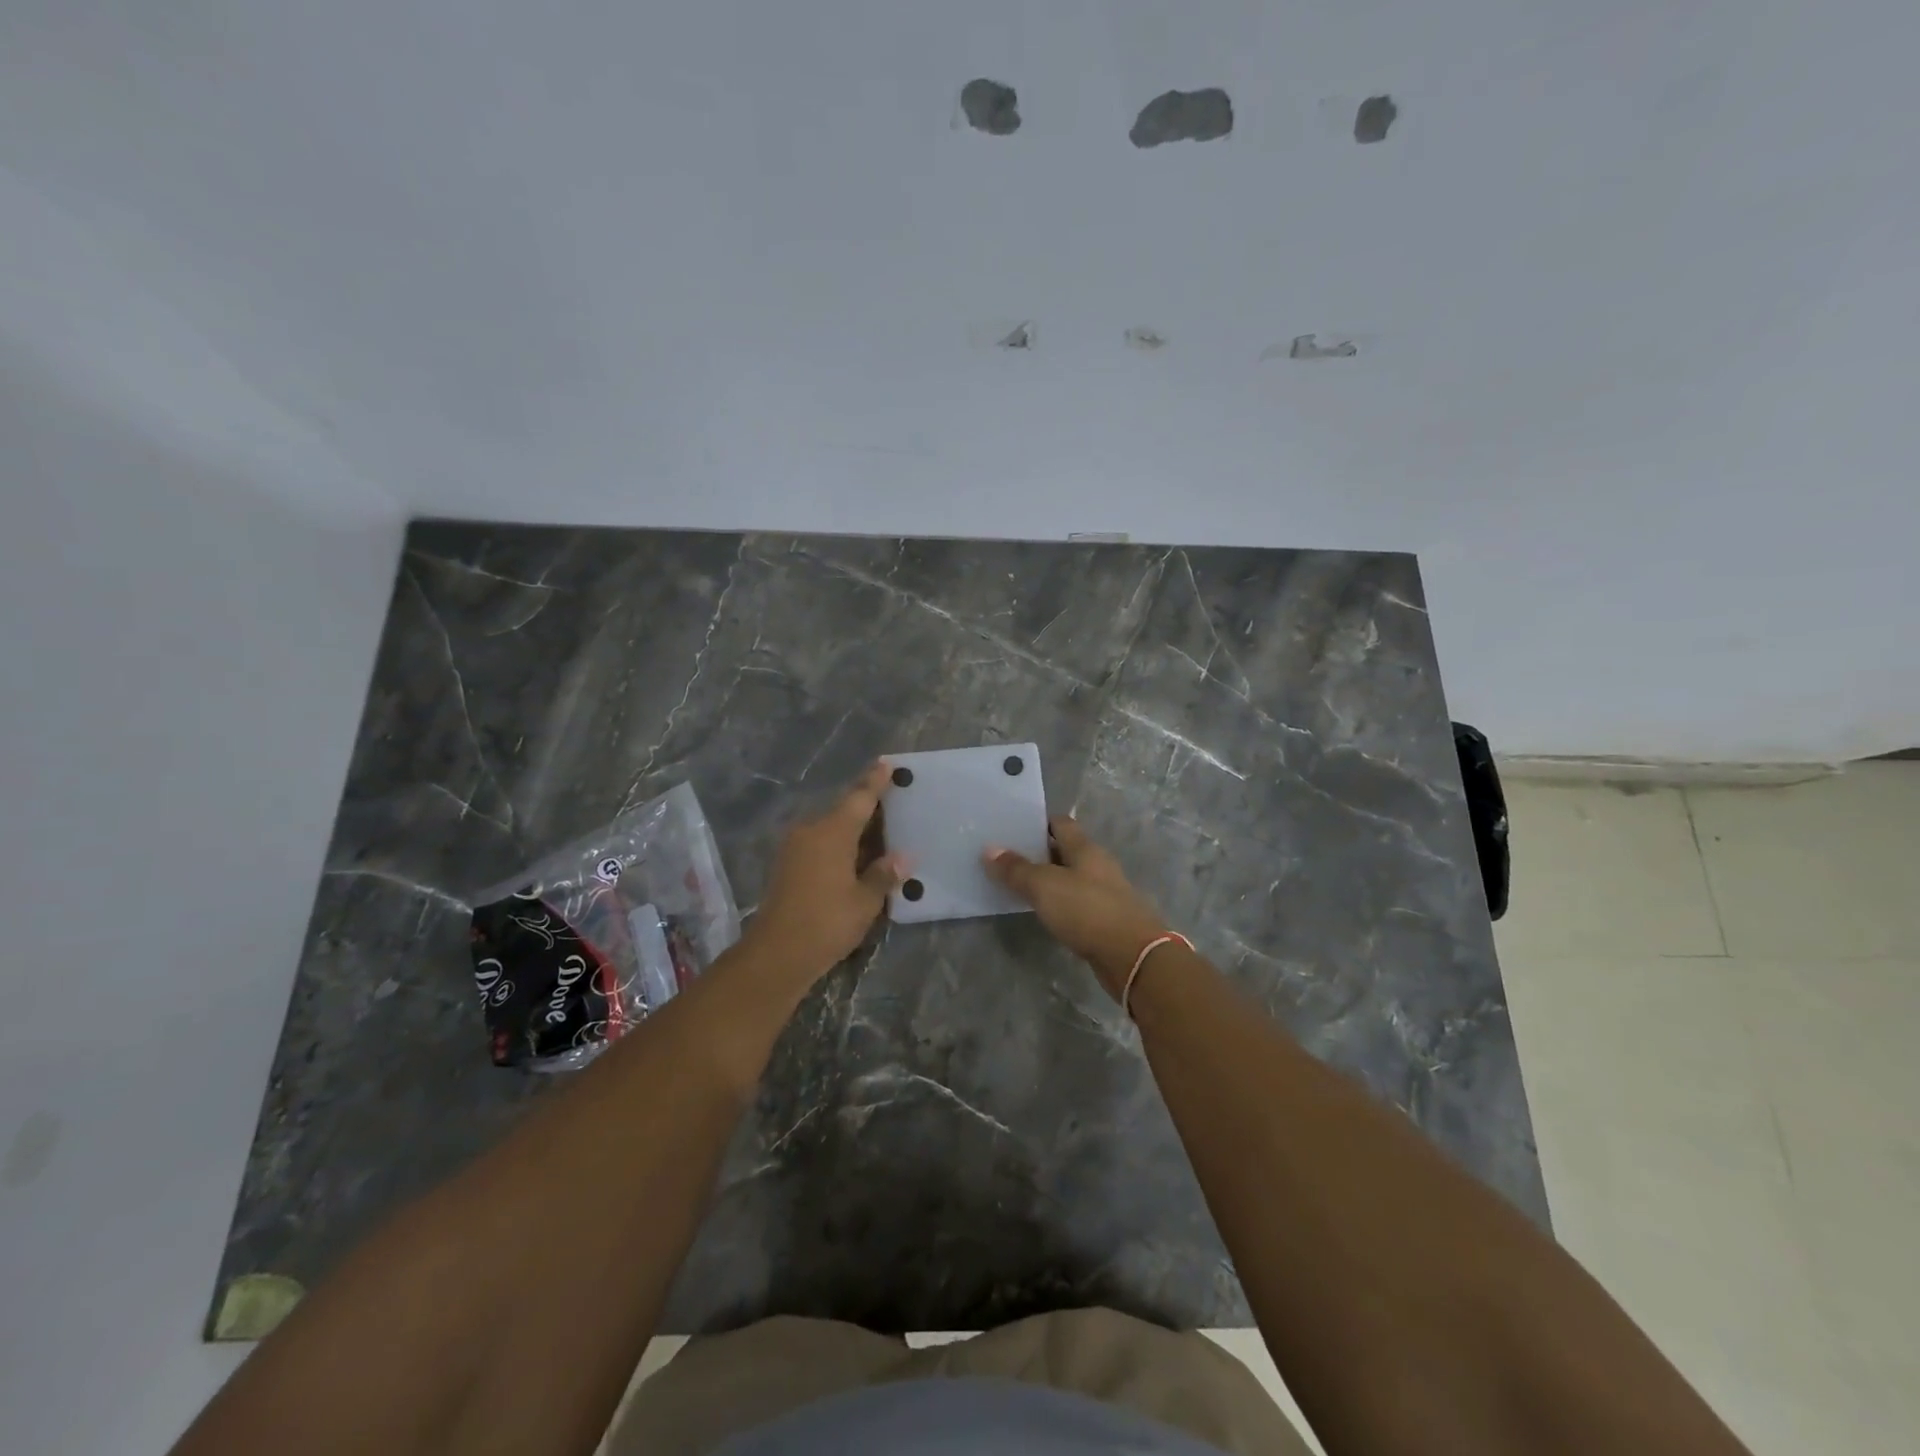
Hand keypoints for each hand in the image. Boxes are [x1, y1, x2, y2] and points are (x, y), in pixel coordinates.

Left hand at [742, 762, 906, 982]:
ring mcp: (795, 848)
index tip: (886, 762)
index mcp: (832, 832)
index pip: (860, 798)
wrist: (775, 954)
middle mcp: (811, 831)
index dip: (875, 781)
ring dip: (854, 829)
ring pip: (831, 828)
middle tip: (893, 802)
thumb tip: (903, 858)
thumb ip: (883, 875)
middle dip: (867, 806)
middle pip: (844, 811)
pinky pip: (820, 843)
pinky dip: (840, 845)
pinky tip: (857, 856)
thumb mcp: (864, 901)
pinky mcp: (787, 865)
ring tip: (881, 831)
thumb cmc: (826, 922)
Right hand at [984, 816, 1171, 999]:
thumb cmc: (1088, 911)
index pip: (1061, 823)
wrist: (1134, 957)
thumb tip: (989, 849)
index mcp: (1085, 849)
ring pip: (1071, 879)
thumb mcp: (1044, 886)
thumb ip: (1017, 869)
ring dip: (1049, 880)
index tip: (1011, 828)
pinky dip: (1059, 904)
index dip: (1037, 823)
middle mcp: (1097, 866)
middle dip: (1038, 852)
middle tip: (1005, 857)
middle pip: (1065, 851)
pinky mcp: (1106, 920)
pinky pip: (1076, 904)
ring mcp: (1104, 893)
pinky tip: (1042, 912)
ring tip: (1017, 885)